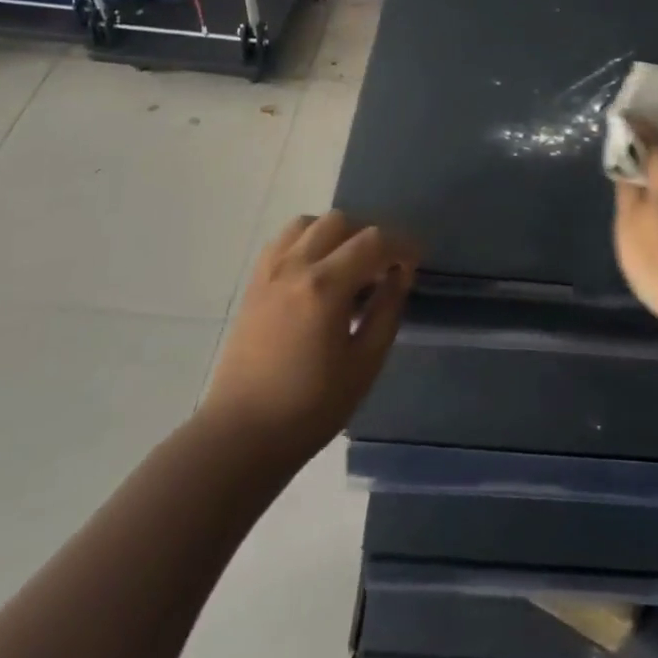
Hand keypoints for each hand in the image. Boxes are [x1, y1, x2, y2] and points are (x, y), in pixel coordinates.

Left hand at [200, 211, 418, 463]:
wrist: (241, 436)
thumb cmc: (309, 408)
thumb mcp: (364, 365)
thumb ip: (387, 312)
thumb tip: (401, 276)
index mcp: (325, 286)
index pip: (373, 241)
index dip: (402, 245)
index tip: (416, 262)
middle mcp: (295, 265)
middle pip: (340, 221)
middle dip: (369, 237)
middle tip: (383, 269)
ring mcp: (269, 271)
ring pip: (308, 223)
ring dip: (336, 234)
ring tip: (348, 266)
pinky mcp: (253, 283)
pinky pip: (284, 240)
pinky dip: (307, 241)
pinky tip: (317, 271)